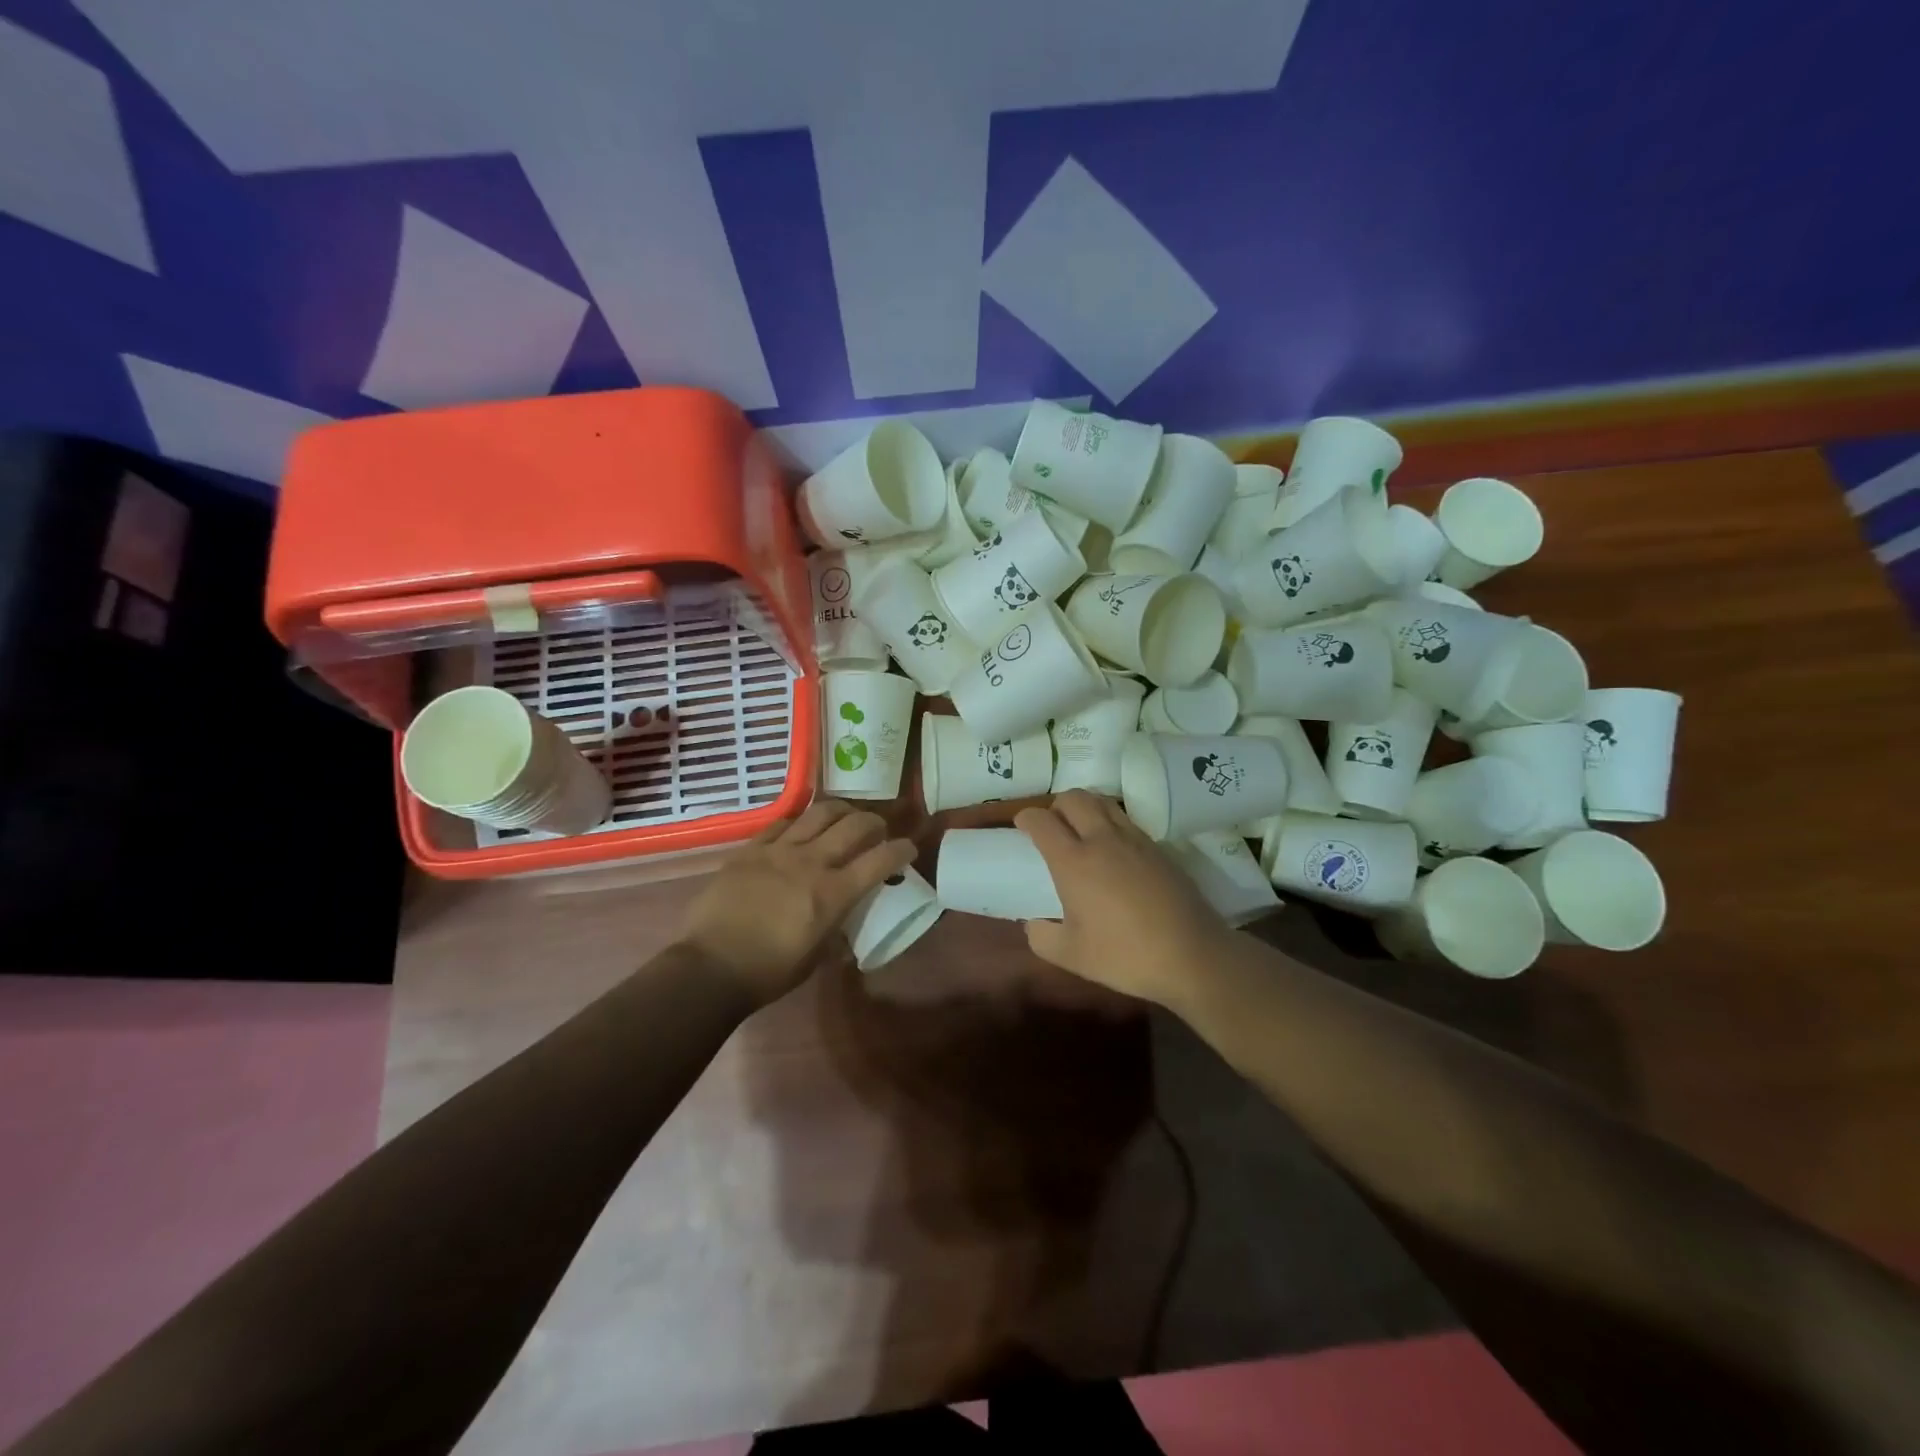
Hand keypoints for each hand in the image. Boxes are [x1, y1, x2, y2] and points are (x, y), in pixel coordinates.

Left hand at [681, 800, 915, 1005]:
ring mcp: (778, 850)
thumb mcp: (816, 958)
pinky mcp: (750, 848)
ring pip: (820, 812)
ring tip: (845, 817)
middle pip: (855, 825)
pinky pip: (782, 822)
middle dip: (875, 823)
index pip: (880, 860)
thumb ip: (836, 930)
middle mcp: (811, 862)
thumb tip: (844, 919)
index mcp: (833, 894)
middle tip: (878, 830)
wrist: (710, 968)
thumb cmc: (768, 973)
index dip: (901, 850)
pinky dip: (800, 822)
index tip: (908, 848)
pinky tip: (801, 829)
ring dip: (841, 811)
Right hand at [1014, 791, 1239, 1008]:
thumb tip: (1033, 924)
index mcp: (1074, 861)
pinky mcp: (1158, 847)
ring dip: (1085, 807)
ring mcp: (1134, 840)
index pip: (1042, 821)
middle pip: (1074, 798)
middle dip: (1056, 805)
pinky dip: (1110, 822)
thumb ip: (1042, 937)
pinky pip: (1126, 820)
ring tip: (1081, 830)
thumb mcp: (1071, 956)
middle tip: (1052, 826)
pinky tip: (1113, 850)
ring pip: (1103, 802)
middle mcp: (1102, 840)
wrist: (1192, 954)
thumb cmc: (1125, 955)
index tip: (1022, 825)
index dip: (1026, 818)